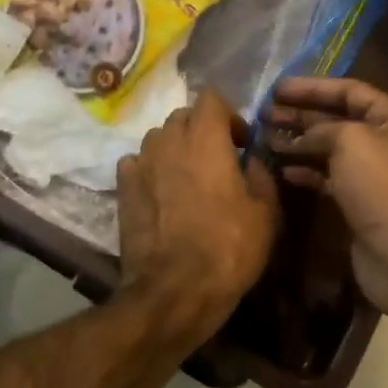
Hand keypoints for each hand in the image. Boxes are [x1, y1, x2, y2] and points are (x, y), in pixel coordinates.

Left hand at [117, 90, 279, 347]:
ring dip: (175, 148)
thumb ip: (261, 175)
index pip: (211, 98)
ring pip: (158, 138)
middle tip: (218, 160)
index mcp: (205, 138)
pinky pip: (137, 163)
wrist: (174, 289)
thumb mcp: (266, 213)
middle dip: (201, 130)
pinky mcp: (122, 187)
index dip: (229, 115)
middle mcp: (168, 140)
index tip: (241, 144)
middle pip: (183, 116)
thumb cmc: (228, 248)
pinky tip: (161, 193)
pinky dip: (151, 169)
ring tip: (188, 178)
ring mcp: (140, 162)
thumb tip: (252, 160)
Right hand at [268, 78, 387, 330]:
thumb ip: (321, 129)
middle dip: (300, 115)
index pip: (350, 91)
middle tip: (264, 113)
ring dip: (298, 143)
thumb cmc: (382, 187)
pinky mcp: (361, 202)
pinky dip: (306, 172)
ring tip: (265, 138)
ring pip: (330, 149)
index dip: (312, 87)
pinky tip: (282, 170)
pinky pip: (329, 178)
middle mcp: (387, 142)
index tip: (277, 89)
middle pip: (338, 119)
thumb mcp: (350, 141)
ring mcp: (374, 174)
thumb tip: (301, 137)